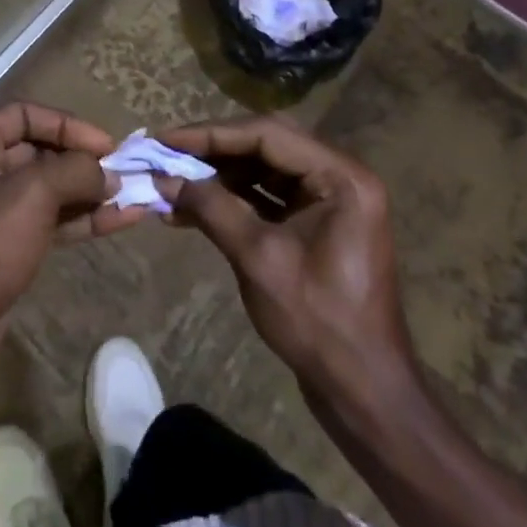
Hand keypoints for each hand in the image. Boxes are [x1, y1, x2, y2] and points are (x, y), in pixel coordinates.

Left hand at [0, 103, 145, 398]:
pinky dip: (80, 221)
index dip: (69, 126)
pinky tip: (120, 221)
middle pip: (37, 151)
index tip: (109, 146)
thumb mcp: (30, 196)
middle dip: (82, 162)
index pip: (25, 114)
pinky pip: (45, 223)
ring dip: (89, 193)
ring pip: (46, 191)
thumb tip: (107, 174)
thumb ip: (74, 172)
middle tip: (127, 174)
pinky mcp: (0, 250)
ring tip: (135, 197)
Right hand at [158, 118, 411, 410]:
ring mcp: (331, 200)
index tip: (166, 139)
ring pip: (265, 169)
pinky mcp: (318, 223)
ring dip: (219, 175)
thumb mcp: (258, 259)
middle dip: (213, 150)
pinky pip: (270, 196)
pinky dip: (234, 198)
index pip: (268, 135)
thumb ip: (211, 208)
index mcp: (341, 177)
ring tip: (173, 181)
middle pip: (267, 145)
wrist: (364, 392)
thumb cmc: (318, 322)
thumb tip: (163, 178)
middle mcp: (340, 177)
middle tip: (167, 152)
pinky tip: (193, 206)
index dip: (212, 134)